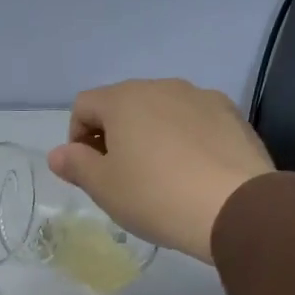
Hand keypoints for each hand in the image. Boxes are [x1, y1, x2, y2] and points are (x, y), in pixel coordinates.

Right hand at [47, 80, 274, 262]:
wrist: (235, 208)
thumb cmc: (155, 196)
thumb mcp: (104, 187)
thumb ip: (76, 165)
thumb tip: (58, 153)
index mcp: (124, 99)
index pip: (84, 105)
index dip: (76, 137)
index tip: (87, 171)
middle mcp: (162, 86)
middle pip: (124, 104)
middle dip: (114, 135)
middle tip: (119, 177)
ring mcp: (202, 97)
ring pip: (161, 112)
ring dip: (150, 136)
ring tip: (158, 177)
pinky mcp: (232, 115)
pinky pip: (194, 123)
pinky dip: (184, 141)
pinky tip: (191, 174)